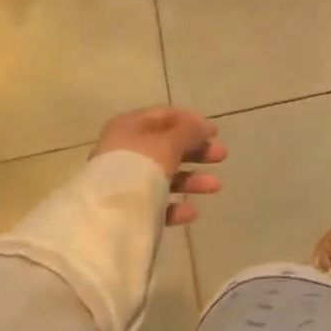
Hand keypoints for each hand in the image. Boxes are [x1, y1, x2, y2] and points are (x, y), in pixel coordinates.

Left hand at [90, 107, 225, 225]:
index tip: (214, 132)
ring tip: (216, 186)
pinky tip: (192, 212)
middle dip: (197, 151)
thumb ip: (189, 132)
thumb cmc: (140, 166)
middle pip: (167, 146)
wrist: (108, 214)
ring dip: (192, 179)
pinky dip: (176, 204)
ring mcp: (126, 180)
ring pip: (164, 175)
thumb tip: (204, 127)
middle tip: (222, 156)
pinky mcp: (128, 208)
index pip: (164, 116)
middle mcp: (126, 150)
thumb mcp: (169, 143)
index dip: (191, 121)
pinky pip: (156, 202)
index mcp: (130, 126)